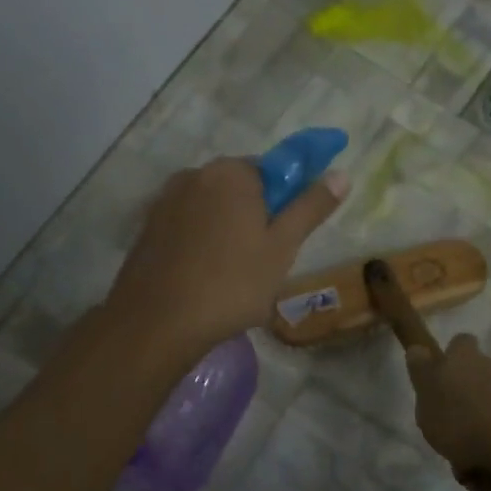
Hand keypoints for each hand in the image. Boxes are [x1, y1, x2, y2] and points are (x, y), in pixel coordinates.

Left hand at [105, 156, 346, 357]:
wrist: (157, 322)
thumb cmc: (231, 284)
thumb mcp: (282, 247)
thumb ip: (311, 207)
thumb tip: (341, 174)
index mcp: (232, 172)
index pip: (274, 168)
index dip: (289, 199)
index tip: (291, 233)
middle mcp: (196, 174)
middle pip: (241, 186)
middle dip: (258, 213)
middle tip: (269, 258)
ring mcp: (166, 200)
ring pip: (213, 207)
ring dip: (229, 227)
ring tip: (236, 272)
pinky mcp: (148, 227)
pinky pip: (189, 224)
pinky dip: (203, 240)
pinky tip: (206, 273)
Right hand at [405, 333, 490, 490]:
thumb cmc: (461, 418)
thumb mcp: (427, 395)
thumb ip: (421, 372)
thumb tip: (418, 349)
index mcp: (465, 359)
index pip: (459, 344)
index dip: (450, 359)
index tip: (441, 379)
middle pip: (475, 386)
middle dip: (463, 415)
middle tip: (449, 442)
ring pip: (489, 420)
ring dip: (478, 447)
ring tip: (469, 475)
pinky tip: (488, 484)